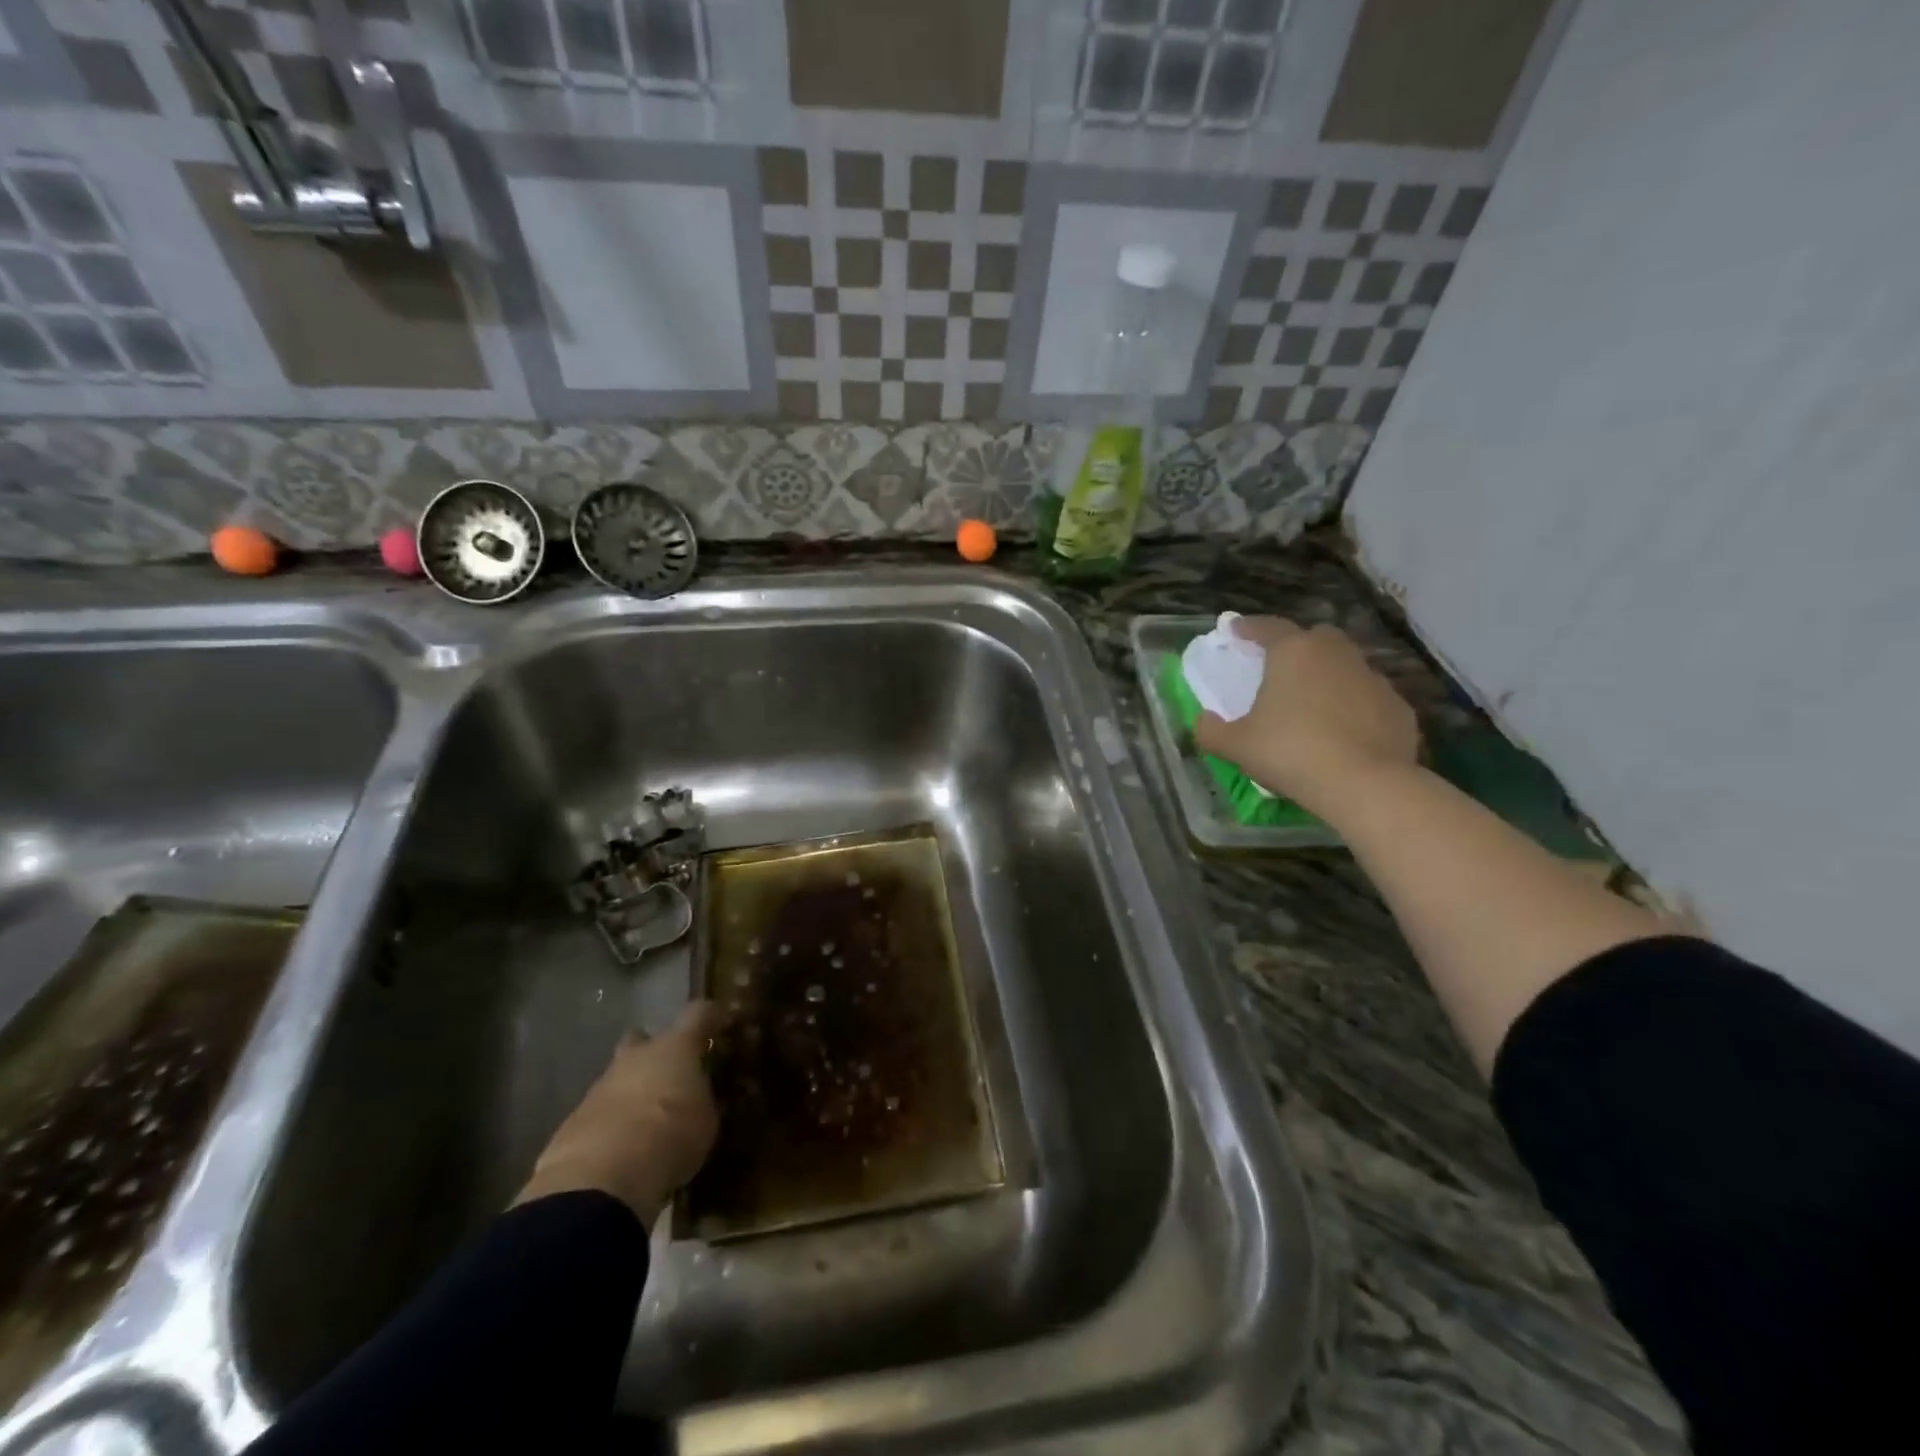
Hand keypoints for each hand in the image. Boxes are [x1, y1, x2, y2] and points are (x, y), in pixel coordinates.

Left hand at [514, 1000, 723, 1226]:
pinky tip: (623, 1148)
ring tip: (649, 1120)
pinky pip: (601, 1112)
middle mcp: (636, 1057)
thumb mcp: (705, 1121)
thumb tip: (698, 1098)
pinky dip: (613, 1123)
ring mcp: (600, 1087)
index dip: (711, 1016)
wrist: (600, 1181)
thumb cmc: (670, 1138)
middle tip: (672, 1072)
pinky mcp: (574, 1121)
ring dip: (632, 1091)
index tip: (722, 1023)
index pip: (698, 1014)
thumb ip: (702, 1101)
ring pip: (619, 1077)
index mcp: (675, 1048)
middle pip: (643, 1039)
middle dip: (655, 1051)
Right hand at [1195, 617, 1419, 815]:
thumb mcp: (1236, 745)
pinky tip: (1344, 733)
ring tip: (1312, 705)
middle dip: (1297, 647)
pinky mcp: (1398, 707)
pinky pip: (1368, 699)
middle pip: (1315, 638)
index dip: (1247, 628)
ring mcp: (1373, 679)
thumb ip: (1212, 730)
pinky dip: (1354, 707)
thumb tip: (1203, 721)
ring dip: (1328, 677)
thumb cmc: (1290, 752)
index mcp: (1294, 653)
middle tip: (1280, 668)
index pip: (1267, 627)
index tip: (1234, 630)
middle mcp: (1336, 655)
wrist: (1364, 784)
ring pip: (1346, 666)